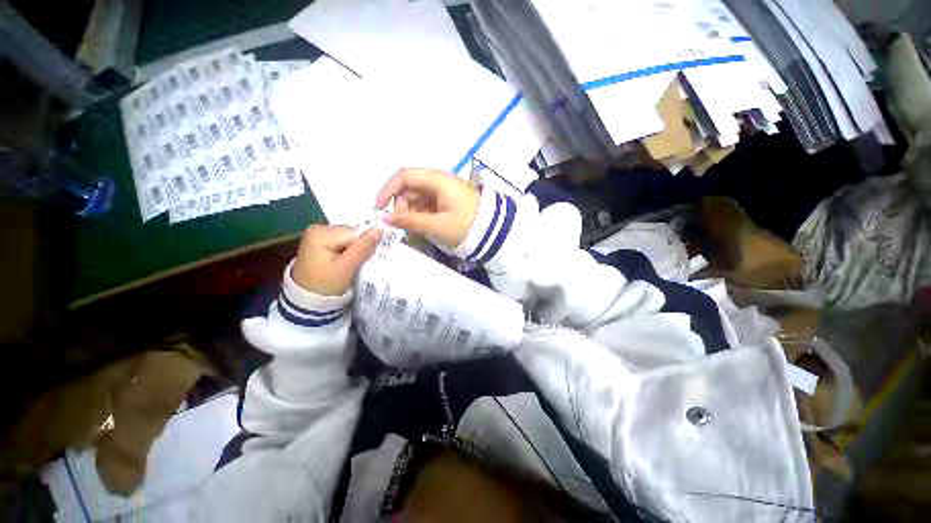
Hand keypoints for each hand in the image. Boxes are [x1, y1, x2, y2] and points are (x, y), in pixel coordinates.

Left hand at [292, 225, 381, 295]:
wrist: (307, 301)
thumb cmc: (325, 285)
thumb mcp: (347, 267)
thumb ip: (363, 247)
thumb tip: (381, 228)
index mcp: (321, 232)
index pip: (356, 232)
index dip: (366, 245)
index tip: (369, 260)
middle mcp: (318, 228)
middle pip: (352, 234)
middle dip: (360, 247)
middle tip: (361, 264)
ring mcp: (318, 235)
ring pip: (350, 238)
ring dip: (356, 250)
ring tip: (355, 265)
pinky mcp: (320, 242)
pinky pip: (343, 242)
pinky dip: (349, 252)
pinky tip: (348, 262)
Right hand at [375, 168, 479, 247]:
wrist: (491, 232)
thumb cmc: (465, 226)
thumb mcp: (436, 226)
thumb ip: (409, 221)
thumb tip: (384, 218)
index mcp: (437, 180)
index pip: (404, 176)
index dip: (387, 190)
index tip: (378, 209)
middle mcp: (438, 179)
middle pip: (409, 187)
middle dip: (401, 206)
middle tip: (404, 226)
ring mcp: (442, 189)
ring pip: (416, 197)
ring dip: (410, 213)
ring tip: (415, 231)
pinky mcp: (445, 198)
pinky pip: (426, 203)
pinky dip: (420, 215)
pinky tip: (422, 228)